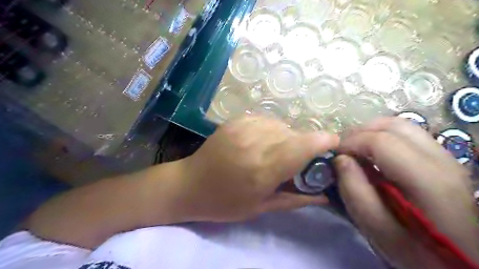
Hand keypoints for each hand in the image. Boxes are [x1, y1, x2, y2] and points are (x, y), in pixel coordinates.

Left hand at [174, 115, 337, 222]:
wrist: (189, 184)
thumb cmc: (225, 203)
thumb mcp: (261, 207)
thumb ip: (296, 199)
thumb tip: (325, 195)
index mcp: (264, 168)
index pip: (304, 145)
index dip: (324, 141)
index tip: (332, 145)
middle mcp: (256, 142)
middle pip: (295, 134)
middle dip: (304, 145)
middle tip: (297, 160)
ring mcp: (243, 127)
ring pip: (281, 125)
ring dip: (286, 137)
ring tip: (275, 152)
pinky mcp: (236, 120)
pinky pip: (266, 119)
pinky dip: (272, 130)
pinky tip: (262, 142)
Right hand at [335, 118, 478, 268]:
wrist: (456, 260)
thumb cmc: (415, 249)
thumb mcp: (376, 228)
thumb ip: (354, 191)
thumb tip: (340, 159)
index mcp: (427, 180)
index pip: (381, 141)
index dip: (351, 142)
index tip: (335, 155)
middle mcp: (442, 160)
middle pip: (394, 125)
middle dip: (360, 132)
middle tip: (343, 149)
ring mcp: (446, 157)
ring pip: (402, 125)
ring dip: (372, 132)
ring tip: (356, 149)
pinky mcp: (444, 159)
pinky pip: (409, 134)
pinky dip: (384, 136)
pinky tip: (374, 154)